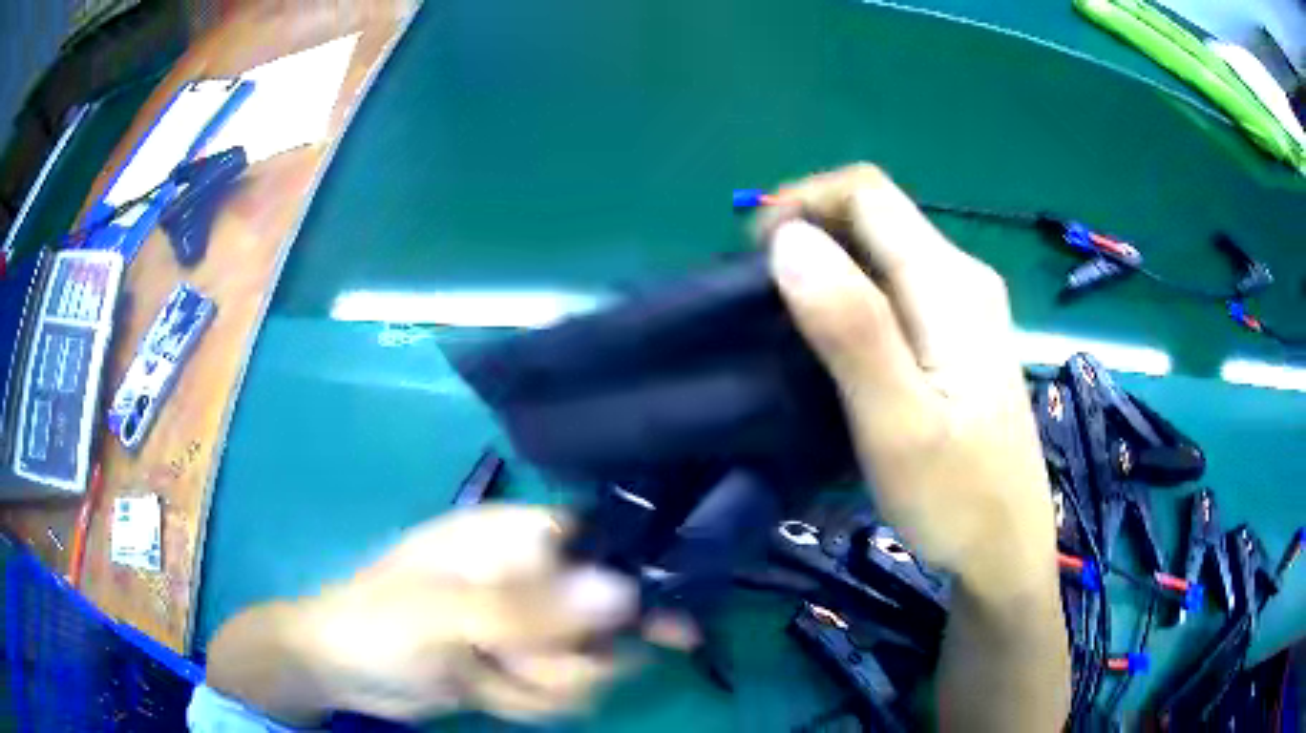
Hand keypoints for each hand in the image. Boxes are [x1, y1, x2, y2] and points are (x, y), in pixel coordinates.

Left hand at [207, 505, 637, 723]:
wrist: (341, 671)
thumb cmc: (380, 625)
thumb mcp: (448, 618)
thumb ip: (533, 610)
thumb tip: (624, 591)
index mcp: (511, 540)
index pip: (601, 541)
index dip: (637, 577)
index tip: (664, 627)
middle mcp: (530, 579)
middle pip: (609, 618)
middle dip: (573, 657)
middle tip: (524, 667)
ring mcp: (528, 629)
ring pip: (590, 664)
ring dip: (547, 685)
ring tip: (489, 678)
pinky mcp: (523, 667)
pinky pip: (563, 690)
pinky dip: (532, 701)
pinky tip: (487, 692)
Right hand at [759, 164, 1056, 596]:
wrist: (1004, 550)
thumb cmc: (956, 498)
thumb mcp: (898, 423)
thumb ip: (852, 328)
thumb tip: (790, 240)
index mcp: (949, 283)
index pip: (866, 192)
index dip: (801, 204)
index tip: (755, 260)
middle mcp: (962, 277)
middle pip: (874, 216)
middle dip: (809, 236)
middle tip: (764, 303)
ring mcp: (965, 307)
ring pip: (882, 251)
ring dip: (826, 269)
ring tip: (787, 327)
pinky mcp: (959, 336)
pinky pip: (895, 287)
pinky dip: (850, 297)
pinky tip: (832, 346)